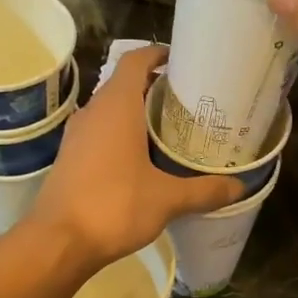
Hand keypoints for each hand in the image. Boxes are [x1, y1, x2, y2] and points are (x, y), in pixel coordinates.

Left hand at [28, 45, 243, 269]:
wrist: (57, 242)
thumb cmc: (113, 206)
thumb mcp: (167, 199)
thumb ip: (204, 190)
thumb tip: (239, 186)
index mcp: (116, 106)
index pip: (135, 60)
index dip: (158, 54)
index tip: (184, 62)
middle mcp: (93, 112)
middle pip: (125, 84)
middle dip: (156, 87)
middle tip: (190, 102)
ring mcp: (77, 135)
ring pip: (112, 110)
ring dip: (138, 113)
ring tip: (172, 129)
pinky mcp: (70, 158)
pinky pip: (101, 133)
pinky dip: (123, 135)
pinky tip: (144, 159)